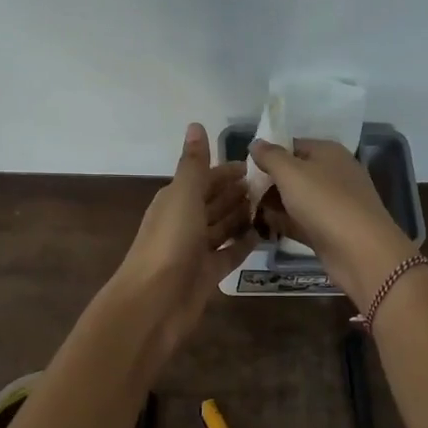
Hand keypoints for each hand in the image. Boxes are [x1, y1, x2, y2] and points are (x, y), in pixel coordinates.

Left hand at [112, 124, 250, 353]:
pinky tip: (263, 235)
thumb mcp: (183, 196)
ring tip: (273, 205)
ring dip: (242, 215)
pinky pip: (229, 253)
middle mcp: (184, 222)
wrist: (154, 302)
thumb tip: (196, 124)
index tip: (257, 165)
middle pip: (214, 201)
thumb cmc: (169, 243)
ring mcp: (196, 249)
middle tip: (273, 185)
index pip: (204, 178)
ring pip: (222, 226)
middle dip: (238, 192)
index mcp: (175, 200)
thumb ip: (194, 164)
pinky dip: (243, 244)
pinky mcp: (208, 273)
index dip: (227, 171)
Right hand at [249, 139, 416, 307]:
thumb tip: (256, 143)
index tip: (244, 167)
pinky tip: (260, 228)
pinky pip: (301, 222)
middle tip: (240, 192)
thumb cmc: (324, 202)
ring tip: (243, 210)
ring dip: (273, 204)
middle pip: (294, 173)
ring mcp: (333, 205)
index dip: (269, 154)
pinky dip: (283, 224)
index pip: (293, 145)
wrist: (361, 252)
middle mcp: (334, 175)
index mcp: (329, 153)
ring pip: (296, 199)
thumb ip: (270, 156)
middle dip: (268, 181)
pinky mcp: (330, 231)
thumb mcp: (291, 172)